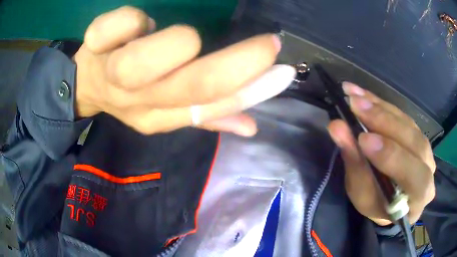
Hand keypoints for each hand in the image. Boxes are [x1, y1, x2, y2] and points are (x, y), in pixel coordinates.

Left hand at [74, 6, 294, 135]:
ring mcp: (111, 71)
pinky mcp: (95, 45)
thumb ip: (207, 115)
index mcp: (158, 117)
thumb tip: (252, 127)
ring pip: (148, 58)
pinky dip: (132, 19)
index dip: (252, 89)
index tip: (282, 69)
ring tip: (173, 37)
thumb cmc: (127, 92)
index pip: (211, 106)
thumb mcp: (164, 112)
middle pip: (193, 83)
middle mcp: (136, 100)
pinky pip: (118, 24)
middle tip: (268, 45)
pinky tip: (134, 25)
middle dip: (240, 62)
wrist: (86, 84)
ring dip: (176, 42)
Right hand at [328, 82, 435, 225]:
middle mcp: (428, 168)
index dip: (391, 156)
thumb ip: (355, 165)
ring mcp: (425, 147)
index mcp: (419, 196)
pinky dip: (382, 104)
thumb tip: (337, 128)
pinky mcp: (417, 131)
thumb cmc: (377, 204)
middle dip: (385, 123)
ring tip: (355, 96)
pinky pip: (402, 114)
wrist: (392, 199)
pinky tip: (363, 94)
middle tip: (356, 105)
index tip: (363, 139)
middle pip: (414, 142)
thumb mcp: (363, 195)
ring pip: (407, 123)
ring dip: (381, 108)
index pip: (414, 176)